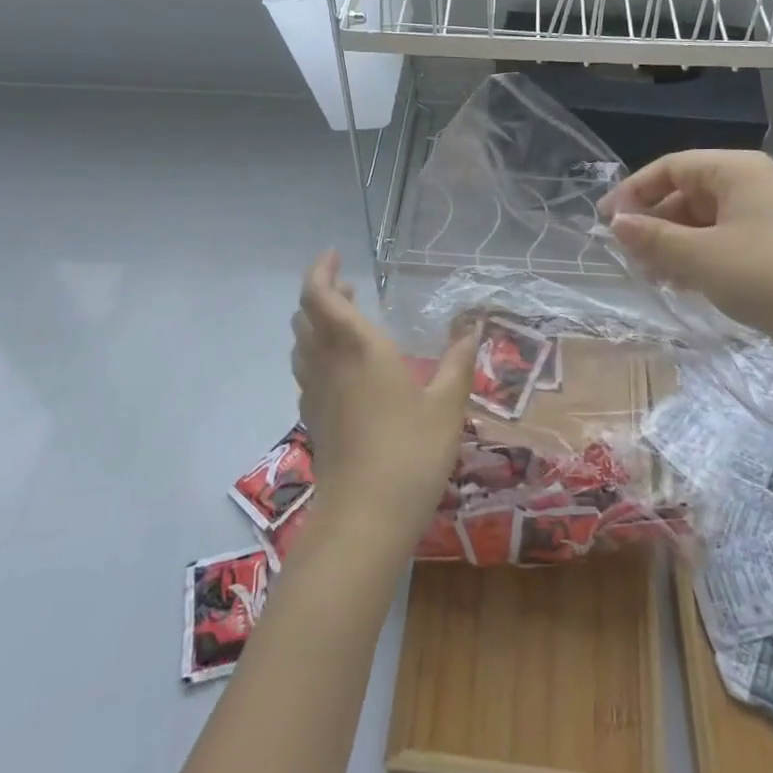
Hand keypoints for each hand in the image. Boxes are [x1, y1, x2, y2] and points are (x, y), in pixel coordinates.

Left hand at [291, 252, 475, 554]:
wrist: (365, 517)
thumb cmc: (410, 452)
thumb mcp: (447, 405)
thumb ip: (457, 363)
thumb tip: (471, 330)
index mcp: (357, 347)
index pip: (320, 296)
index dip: (320, 271)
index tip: (336, 256)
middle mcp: (327, 363)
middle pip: (306, 315)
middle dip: (323, 294)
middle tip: (350, 288)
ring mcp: (315, 393)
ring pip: (302, 343)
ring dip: (317, 323)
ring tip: (347, 321)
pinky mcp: (313, 418)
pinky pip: (307, 371)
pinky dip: (317, 353)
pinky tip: (344, 369)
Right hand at [599, 150, 772, 365]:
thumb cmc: (765, 274)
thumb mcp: (699, 256)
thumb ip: (652, 238)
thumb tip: (617, 224)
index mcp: (735, 170)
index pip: (671, 167)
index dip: (633, 191)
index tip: (605, 221)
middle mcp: (751, 184)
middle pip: (687, 193)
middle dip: (653, 223)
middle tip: (627, 255)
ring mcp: (765, 216)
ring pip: (703, 221)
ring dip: (672, 244)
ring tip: (649, 275)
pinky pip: (723, 241)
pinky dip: (697, 257)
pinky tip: (680, 283)